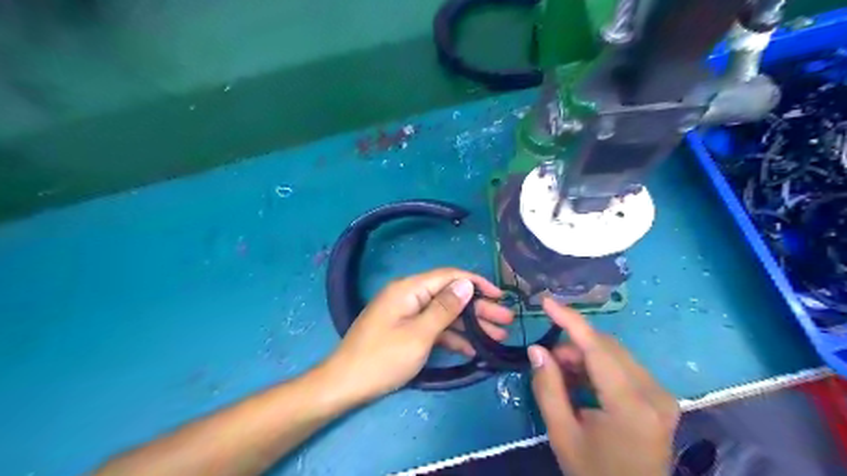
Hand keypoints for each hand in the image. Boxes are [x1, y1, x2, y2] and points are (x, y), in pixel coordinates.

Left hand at [324, 268, 508, 405]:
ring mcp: (407, 314)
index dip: (476, 283)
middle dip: (478, 308)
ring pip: (444, 313)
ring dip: (469, 325)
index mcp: (409, 289)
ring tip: (497, 336)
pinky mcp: (405, 330)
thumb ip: (444, 308)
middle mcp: (409, 295)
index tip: (500, 295)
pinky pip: (433, 328)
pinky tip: (472, 348)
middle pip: (449, 296)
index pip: (449, 276)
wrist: (344, 384)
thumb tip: (466, 283)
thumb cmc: (382, 358)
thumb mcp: (419, 334)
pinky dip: (452, 337)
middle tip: (506, 321)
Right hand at [527, 299, 679, 475]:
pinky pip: (623, 367)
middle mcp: (654, 393)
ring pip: (615, 354)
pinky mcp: (660, 398)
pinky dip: (598, 367)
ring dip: (585, 355)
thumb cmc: (594, 474)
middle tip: (549, 360)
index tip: (547, 302)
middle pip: (608, 347)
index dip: (571, 320)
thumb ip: (548, 388)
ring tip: (563, 375)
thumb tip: (537, 349)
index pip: (597, 349)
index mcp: (631, 406)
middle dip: (574, 344)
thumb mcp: (562, 435)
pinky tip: (582, 382)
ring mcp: (662, 395)